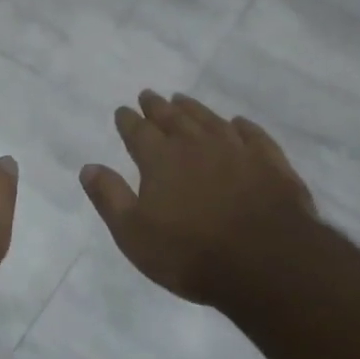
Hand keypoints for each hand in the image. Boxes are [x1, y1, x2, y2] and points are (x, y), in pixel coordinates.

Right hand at [80, 91, 320, 308]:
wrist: (268, 263)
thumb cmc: (191, 253)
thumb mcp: (134, 234)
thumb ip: (110, 197)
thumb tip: (89, 167)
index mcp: (160, 159)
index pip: (138, 131)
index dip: (128, 120)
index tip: (122, 111)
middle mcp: (196, 144)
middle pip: (173, 118)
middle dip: (157, 106)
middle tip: (148, 95)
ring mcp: (236, 150)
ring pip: (209, 120)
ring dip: (193, 108)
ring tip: (182, 99)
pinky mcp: (270, 163)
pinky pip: (252, 135)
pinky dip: (242, 126)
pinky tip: (237, 123)